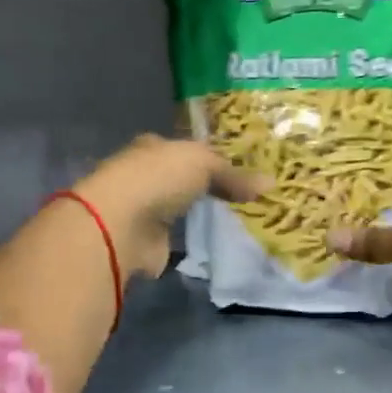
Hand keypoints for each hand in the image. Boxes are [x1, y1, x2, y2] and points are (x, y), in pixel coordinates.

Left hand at [70, 134, 262, 279]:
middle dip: (202, 188)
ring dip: (195, 215)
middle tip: (239, 197)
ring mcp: (143, 211)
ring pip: (177, 210)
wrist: (121, 225)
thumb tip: (269, 184)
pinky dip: (188, 242)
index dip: (207, 157)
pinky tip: (211, 244)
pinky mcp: (146, 243)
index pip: (183, 149)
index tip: (235, 169)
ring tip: (232, 220)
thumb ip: (233, 175)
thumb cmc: (159, 179)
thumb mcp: (203, 164)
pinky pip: (175, 240)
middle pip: (179, 180)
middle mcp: (144, 176)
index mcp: (153, 148)